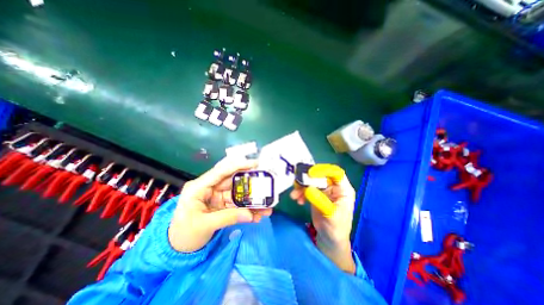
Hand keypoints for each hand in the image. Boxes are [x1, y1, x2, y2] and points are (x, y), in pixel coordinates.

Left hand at [168, 157, 271, 251]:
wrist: (176, 249)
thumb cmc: (183, 234)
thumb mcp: (204, 225)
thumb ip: (227, 218)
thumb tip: (251, 215)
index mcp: (199, 187)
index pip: (221, 171)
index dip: (238, 165)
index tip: (255, 164)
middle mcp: (210, 188)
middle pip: (233, 181)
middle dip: (250, 185)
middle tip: (266, 184)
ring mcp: (217, 197)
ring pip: (238, 194)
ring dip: (252, 200)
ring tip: (266, 207)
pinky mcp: (222, 205)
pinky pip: (237, 205)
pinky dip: (247, 209)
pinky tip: (257, 215)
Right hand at [288, 164, 357, 273]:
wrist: (330, 238)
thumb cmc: (336, 228)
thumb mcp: (330, 215)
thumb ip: (320, 201)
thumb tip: (307, 188)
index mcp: (343, 189)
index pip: (335, 173)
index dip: (323, 170)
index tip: (310, 173)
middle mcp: (334, 187)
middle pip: (320, 175)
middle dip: (308, 178)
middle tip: (297, 182)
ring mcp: (324, 190)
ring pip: (311, 181)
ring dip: (301, 186)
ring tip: (294, 195)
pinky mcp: (316, 194)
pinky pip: (306, 188)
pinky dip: (300, 192)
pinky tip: (298, 200)